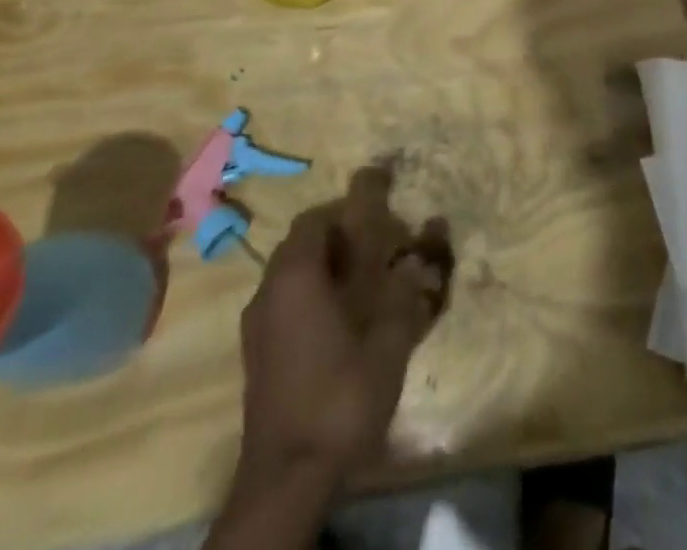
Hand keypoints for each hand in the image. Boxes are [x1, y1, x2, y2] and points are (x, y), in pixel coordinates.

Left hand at [237, 167, 452, 482]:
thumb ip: (409, 288)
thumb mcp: (389, 340)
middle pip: (301, 242)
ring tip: (364, 281)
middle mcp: (268, 290)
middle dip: (338, 236)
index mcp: (296, 274)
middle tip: (378, 245)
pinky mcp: (257, 356)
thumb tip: (429, 248)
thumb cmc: (340, 395)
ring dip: (324, 266)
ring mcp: (257, 326)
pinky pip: (284, 303)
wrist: (287, 479)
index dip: (349, 207)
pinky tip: (340, 321)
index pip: (317, 217)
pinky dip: (310, 295)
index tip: (381, 213)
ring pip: (291, 274)